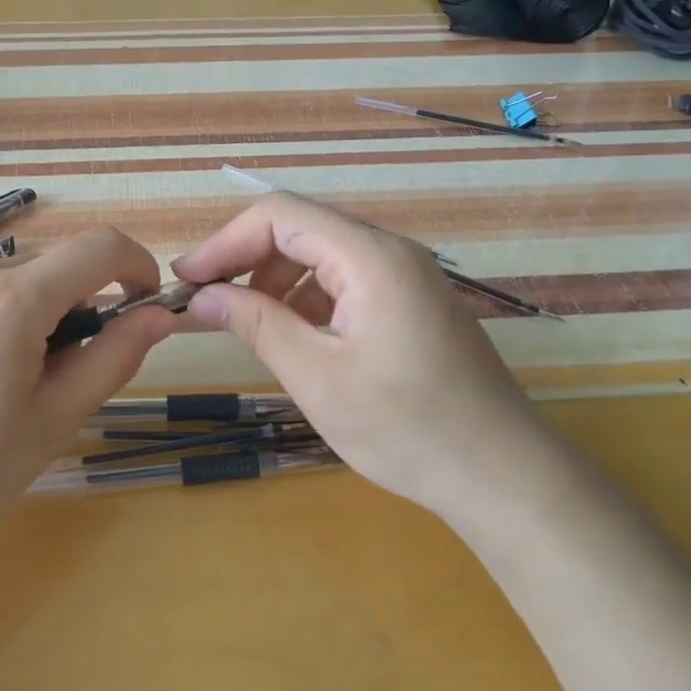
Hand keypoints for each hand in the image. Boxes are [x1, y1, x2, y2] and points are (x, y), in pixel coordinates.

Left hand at [0, 228, 183, 564]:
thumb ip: (114, 357)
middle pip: (49, 266)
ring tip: (9, 385)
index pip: (97, 247)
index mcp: (12, 299)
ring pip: (4, 284)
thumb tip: (158, 316)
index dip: (135, 266)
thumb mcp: (55, 420)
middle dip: (79, 303)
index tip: (143, 306)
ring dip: (31, 315)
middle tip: (68, 370)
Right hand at [171, 194, 547, 511]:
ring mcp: (406, 276)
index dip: (225, 242)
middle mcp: (390, 251)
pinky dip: (307, 298)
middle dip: (246, 259)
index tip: (188, 281)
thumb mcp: (317, 376)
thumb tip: (202, 296)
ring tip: (245, 322)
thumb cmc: (406, 427)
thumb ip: (256, 324)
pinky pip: (346, 280)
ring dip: (274, 280)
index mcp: (370, 256)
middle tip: (207, 302)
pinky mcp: (412, 302)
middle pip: (301, 229)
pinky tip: (293, 335)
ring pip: (322, 255)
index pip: (280, 215)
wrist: (503, 475)